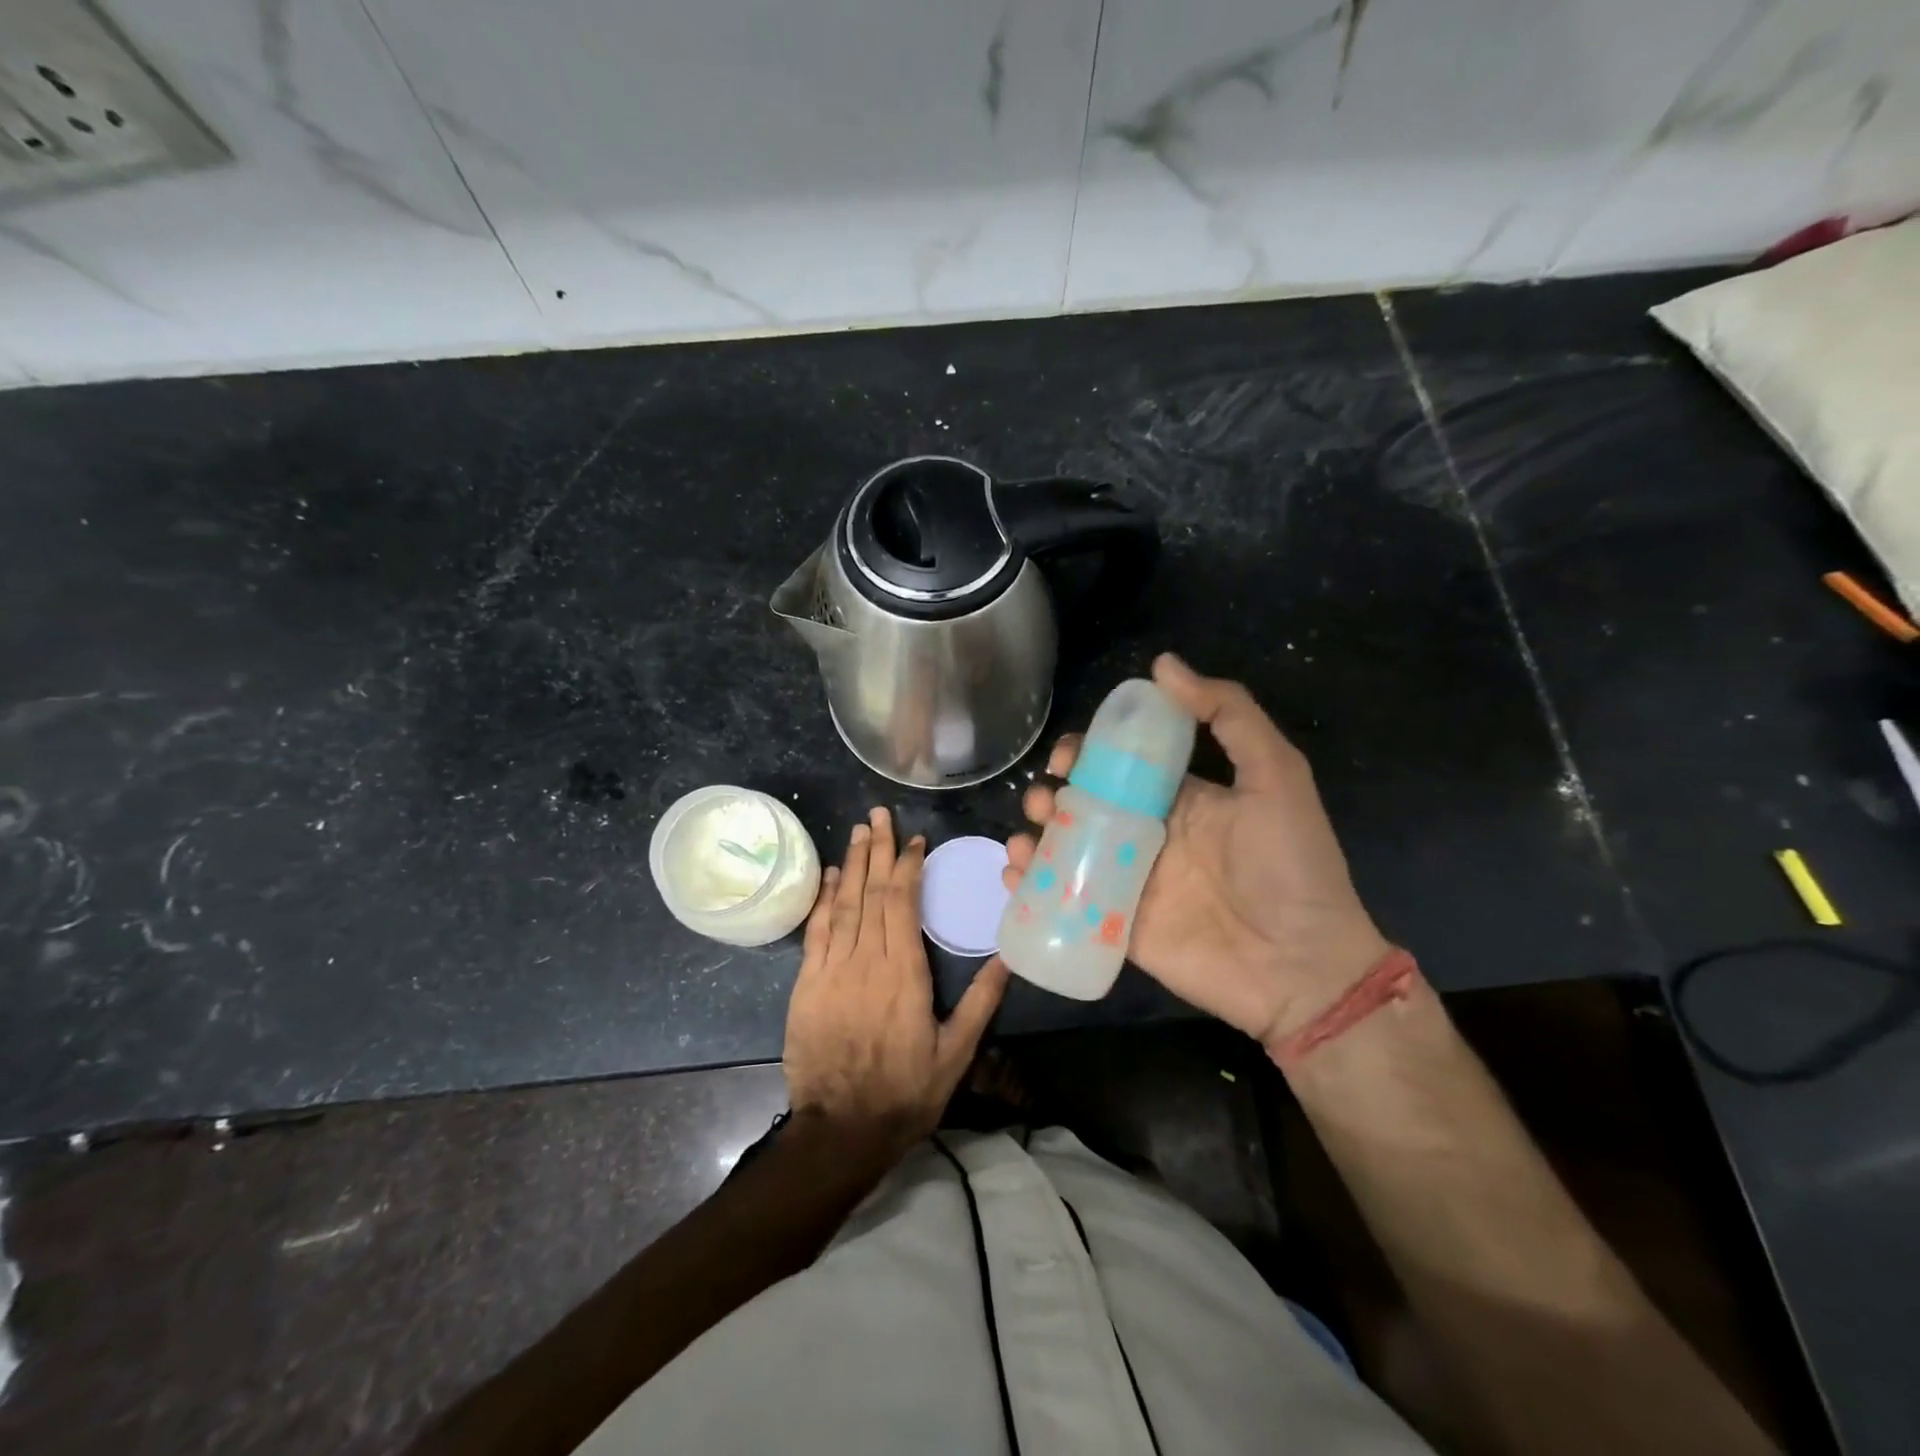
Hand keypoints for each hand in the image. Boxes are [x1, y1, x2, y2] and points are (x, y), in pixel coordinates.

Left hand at [784, 807, 1009, 1158]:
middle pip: (872, 893)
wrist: (840, 1130)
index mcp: (905, 974)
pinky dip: (825, 899)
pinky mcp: (807, 984)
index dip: (907, 867)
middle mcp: (867, 961)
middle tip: (878, 814)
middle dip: (877, 850)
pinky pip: (817, 931)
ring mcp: (832, 970)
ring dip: (853, 864)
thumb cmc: (905, 1092)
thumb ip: (981, 1002)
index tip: (914, 840)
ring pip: (844, 904)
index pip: (904, 904)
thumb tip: (1008, 959)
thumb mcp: (955, 1054)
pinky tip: (833, 876)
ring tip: (859, 830)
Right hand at [1005, 654, 1389, 1052]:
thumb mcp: (1276, 776)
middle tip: (1042, 801)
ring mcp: (1128, 882)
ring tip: (1026, 839)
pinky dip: (1032, 885)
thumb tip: (1163, 665)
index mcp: (1179, 798)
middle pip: (1082, 805)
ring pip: (1066, 849)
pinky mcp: (1115, 926)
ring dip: (1035, 836)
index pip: (1119, 765)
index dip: (1085, 754)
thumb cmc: (1289, 865)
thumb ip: (1229, 715)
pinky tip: (1016, 873)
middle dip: (1050, 796)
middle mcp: (1147, 835)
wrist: (1300, 967)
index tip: (1064, 757)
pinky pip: (1064, 900)